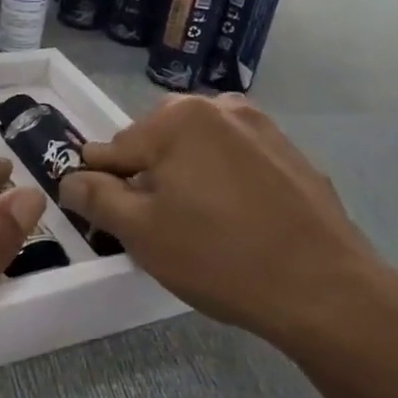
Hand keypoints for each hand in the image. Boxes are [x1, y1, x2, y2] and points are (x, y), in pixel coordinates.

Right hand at [58, 95, 385, 343]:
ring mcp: (261, 127)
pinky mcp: (291, 153)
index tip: (110, 217)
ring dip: (187, 178)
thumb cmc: (219, 257)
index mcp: (177, 118)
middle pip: (157, 143)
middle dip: (148, 178)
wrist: (326, 289)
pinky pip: (236, 161)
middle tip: (160, 228)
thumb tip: (71, 179)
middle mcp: (219, 107)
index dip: (103, 185)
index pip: (113, 149)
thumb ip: (96, 198)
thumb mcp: (141, 232)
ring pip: (198, 150)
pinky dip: (224, 182)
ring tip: (200, 226)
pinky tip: (238, 223)